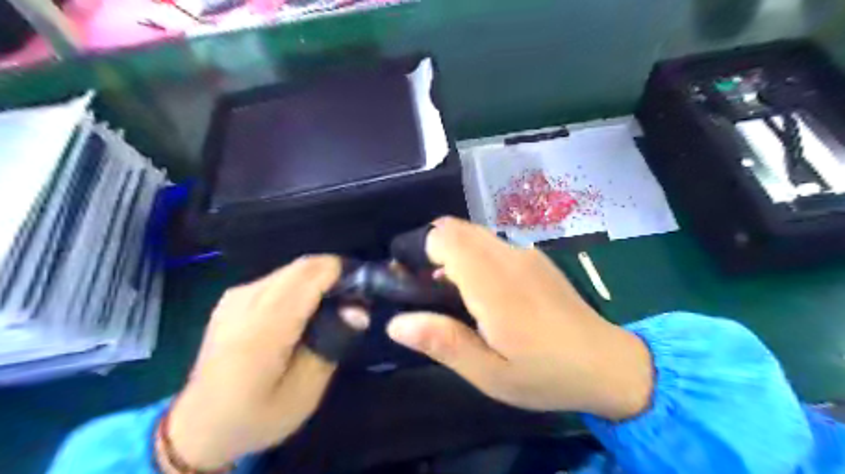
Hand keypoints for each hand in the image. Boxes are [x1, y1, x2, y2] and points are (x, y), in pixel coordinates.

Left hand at [162, 257, 367, 472]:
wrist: (200, 426)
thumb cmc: (257, 414)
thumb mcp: (305, 391)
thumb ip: (332, 343)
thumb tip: (358, 308)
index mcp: (263, 327)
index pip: (311, 274)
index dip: (344, 273)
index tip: (363, 292)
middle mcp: (246, 300)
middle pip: (302, 267)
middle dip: (334, 275)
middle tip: (352, 301)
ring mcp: (236, 296)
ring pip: (291, 269)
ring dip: (317, 280)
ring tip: (330, 308)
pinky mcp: (232, 298)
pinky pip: (277, 278)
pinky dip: (299, 285)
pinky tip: (303, 312)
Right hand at [385, 217, 648, 418]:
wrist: (608, 363)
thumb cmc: (545, 374)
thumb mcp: (489, 373)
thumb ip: (443, 343)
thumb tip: (395, 322)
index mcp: (493, 283)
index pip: (443, 237)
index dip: (417, 249)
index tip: (408, 279)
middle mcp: (508, 256)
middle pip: (455, 228)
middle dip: (430, 249)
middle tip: (424, 289)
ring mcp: (524, 253)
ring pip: (472, 233)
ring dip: (451, 252)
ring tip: (450, 293)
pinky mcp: (535, 257)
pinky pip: (491, 243)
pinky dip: (473, 255)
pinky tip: (482, 292)